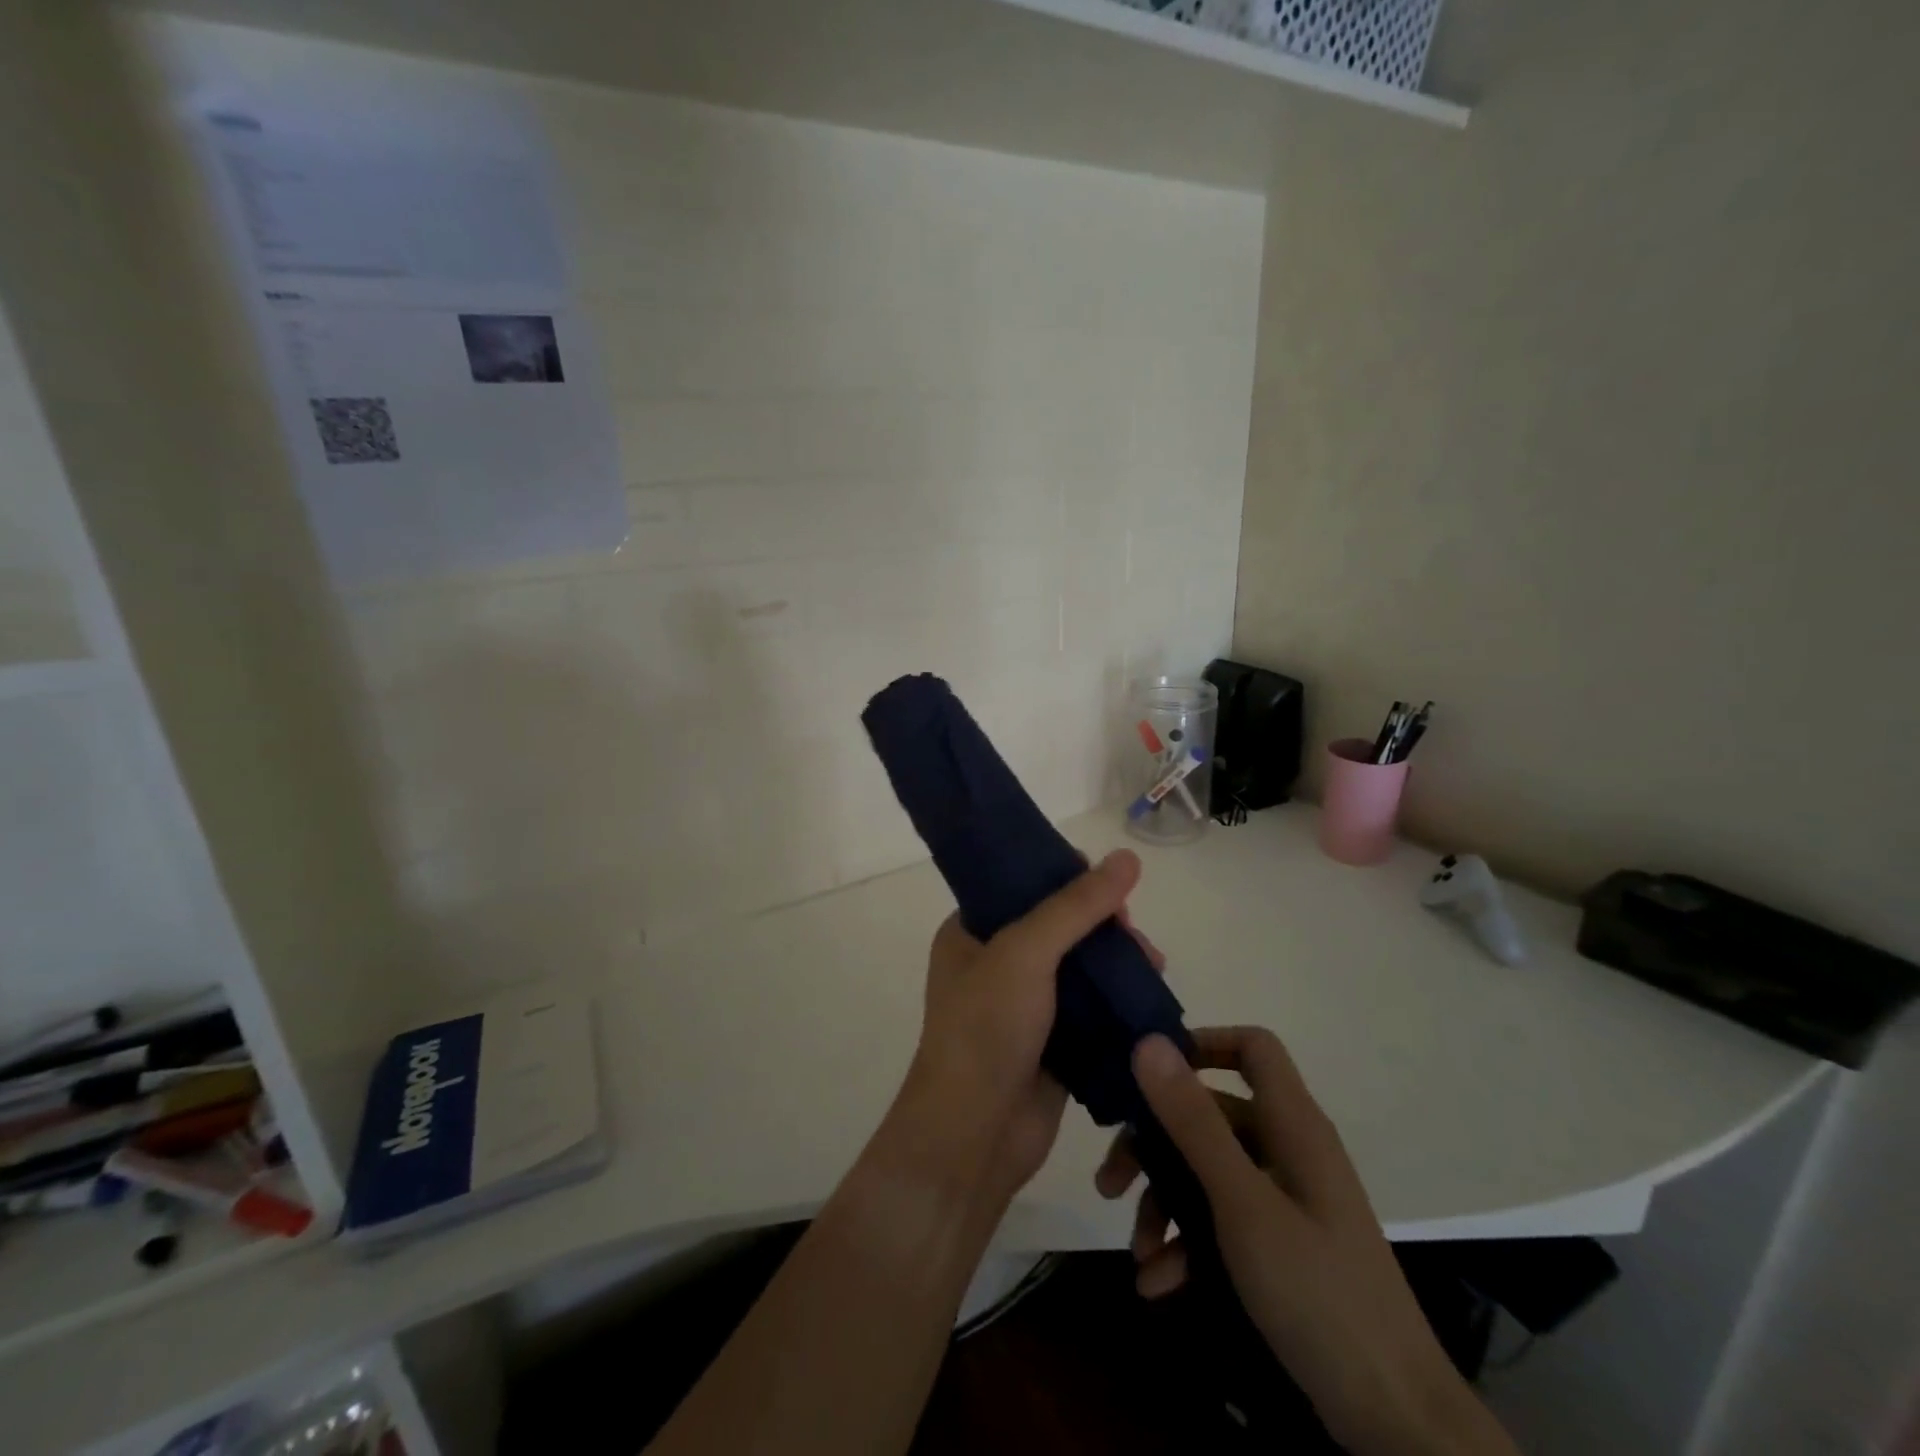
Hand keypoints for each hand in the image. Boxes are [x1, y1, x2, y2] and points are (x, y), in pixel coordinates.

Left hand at [901, 851, 1162, 1209]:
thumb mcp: (1025, 952)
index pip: (1023, 887)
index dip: (1067, 880)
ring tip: (1154, 965)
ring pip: (1081, 970)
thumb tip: (1127, 857)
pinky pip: (1092, 1011)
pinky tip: (1150, 998)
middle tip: (1136, 936)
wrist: (974, 1135)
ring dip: (1118, 964)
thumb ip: (1076, 906)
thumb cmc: (986, 1029)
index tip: (1109, 885)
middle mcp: (995, 964)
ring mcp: (1024, 1007)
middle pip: (1060, 928)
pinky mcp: (1053, 1044)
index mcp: (970, 933)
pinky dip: (1120, 1003)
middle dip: (1104, 927)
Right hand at [1096, 1029, 1518, 1455]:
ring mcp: (1285, 1199)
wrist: (1395, 1421)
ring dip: (1165, 1204)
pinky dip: (1187, 1244)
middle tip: (1111, 1181)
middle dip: (1155, 1145)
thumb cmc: (1318, 1293)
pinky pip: (1221, 1221)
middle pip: (1211, 1115)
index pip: (1252, 1047)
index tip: (1148, 1073)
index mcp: (1292, 1125)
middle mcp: (1288, 1150)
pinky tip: (1159, 1284)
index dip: (1202, 1044)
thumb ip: (1194, 1122)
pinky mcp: (1280, 1245)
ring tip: (1137, 1250)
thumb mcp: (1243, 1204)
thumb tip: (1148, 1042)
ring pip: (1208, 1172)